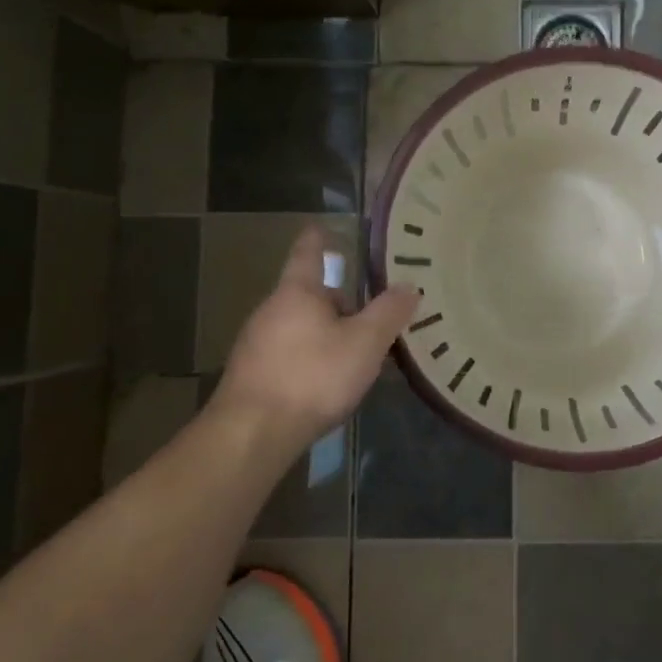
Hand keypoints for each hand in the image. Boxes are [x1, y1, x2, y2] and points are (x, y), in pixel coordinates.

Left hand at [212, 227, 419, 453]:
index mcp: (298, 292)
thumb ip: (389, 313)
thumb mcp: (365, 343)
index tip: (323, 226)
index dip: (319, 238)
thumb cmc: (313, 376)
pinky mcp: (251, 376)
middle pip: (309, 294)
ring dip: (326, 334)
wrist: (251, 435)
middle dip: (338, 302)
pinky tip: (327, 385)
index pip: (308, 252)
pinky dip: (310, 359)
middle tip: (370, 317)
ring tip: (355, 356)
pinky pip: (288, 354)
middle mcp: (271, 310)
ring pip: (299, 327)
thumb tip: (410, 285)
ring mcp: (255, 344)